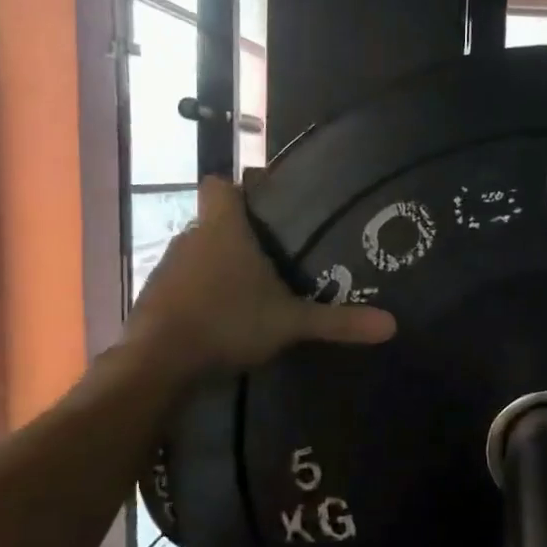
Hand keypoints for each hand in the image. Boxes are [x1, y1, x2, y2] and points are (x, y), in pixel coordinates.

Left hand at [125, 176, 395, 374]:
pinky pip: (182, 284)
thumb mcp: (290, 323)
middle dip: (239, 235)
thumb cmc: (227, 322)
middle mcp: (191, 239)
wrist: (158, 361)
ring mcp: (167, 268)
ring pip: (197, 254)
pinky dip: (199, 294)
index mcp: (223, 230)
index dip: (238, 188)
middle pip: (213, 222)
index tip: (263, 202)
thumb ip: (337, 322)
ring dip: (217, 266)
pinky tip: (220, 318)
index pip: (220, 185)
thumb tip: (392, 325)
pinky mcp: (154, 297)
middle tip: (273, 256)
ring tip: (249, 291)